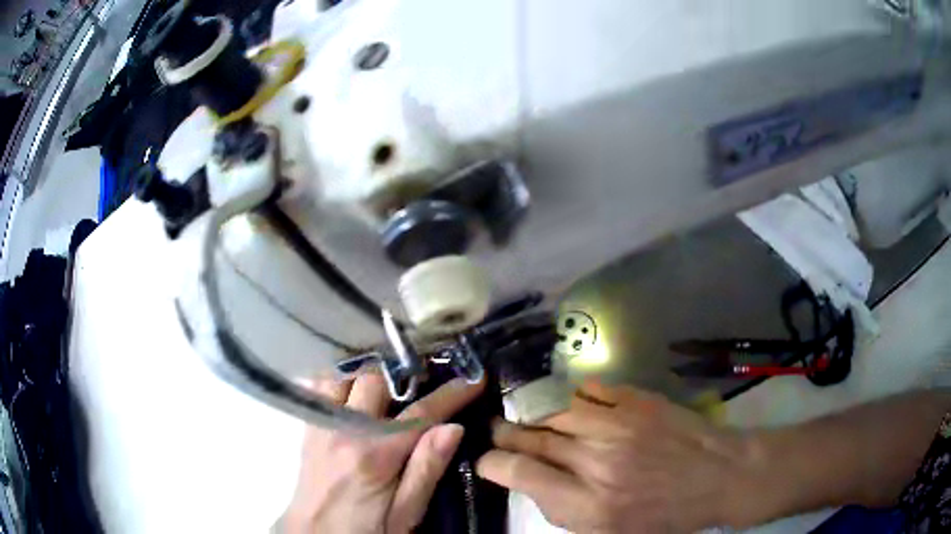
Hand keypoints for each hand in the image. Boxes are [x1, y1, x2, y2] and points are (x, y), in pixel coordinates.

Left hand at [282, 373, 484, 533]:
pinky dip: (340, 382)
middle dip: (404, 377)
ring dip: (367, 376)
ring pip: (342, 375)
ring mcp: (321, 426)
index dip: (451, 394)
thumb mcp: (405, 515)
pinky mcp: (309, 429)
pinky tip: (354, 396)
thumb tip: (452, 428)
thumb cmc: (367, 530)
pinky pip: (320, 387)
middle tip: (425, 385)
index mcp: (374, 456)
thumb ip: (426, 472)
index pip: (419, 414)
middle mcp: (344, 431)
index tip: (474, 379)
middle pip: (374, 379)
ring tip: (387, 390)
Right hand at [476, 381, 748, 532]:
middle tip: (497, 432)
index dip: (493, 464)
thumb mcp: (611, 533)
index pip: (521, 473)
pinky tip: (573, 409)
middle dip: (506, 435)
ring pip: (556, 412)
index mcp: (589, 503)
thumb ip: (565, 511)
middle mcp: (597, 461)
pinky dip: (574, 400)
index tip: (487, 462)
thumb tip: (532, 483)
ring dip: (538, 419)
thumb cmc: (666, 515)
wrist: (719, 477)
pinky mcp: (637, 400)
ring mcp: (618, 424)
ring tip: (532, 423)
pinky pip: (590, 391)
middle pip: (533, 438)